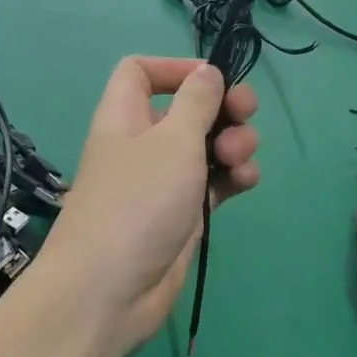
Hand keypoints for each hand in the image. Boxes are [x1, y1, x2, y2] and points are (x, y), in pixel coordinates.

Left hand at [39, 57, 260, 355]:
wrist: (111, 290)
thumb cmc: (139, 200)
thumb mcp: (173, 140)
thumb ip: (196, 101)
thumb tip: (207, 72)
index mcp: (126, 116)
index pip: (140, 72)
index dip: (174, 67)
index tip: (212, 79)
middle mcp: (143, 144)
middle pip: (186, 108)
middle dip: (222, 108)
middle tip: (246, 115)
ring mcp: (163, 182)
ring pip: (206, 147)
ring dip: (233, 144)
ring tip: (239, 159)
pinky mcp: (182, 214)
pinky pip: (213, 183)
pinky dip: (232, 178)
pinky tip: (246, 183)